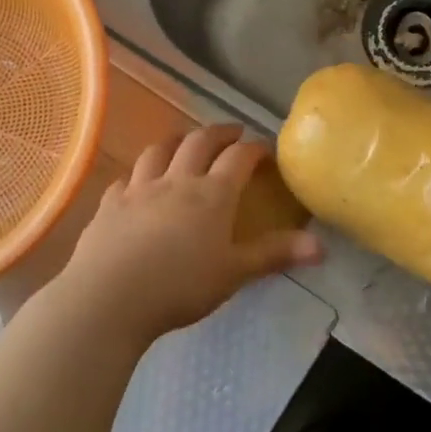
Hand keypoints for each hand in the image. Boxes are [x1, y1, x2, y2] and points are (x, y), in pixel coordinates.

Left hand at [58, 125, 322, 343]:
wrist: (109, 298)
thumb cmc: (180, 286)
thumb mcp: (234, 273)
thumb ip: (275, 255)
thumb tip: (321, 247)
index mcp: (212, 194)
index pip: (239, 158)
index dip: (255, 148)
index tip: (266, 148)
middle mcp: (177, 181)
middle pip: (199, 143)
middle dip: (219, 133)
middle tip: (232, 133)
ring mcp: (139, 189)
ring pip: (159, 151)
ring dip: (177, 141)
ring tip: (186, 143)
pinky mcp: (109, 204)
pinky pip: (127, 177)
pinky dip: (140, 172)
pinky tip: (139, 181)